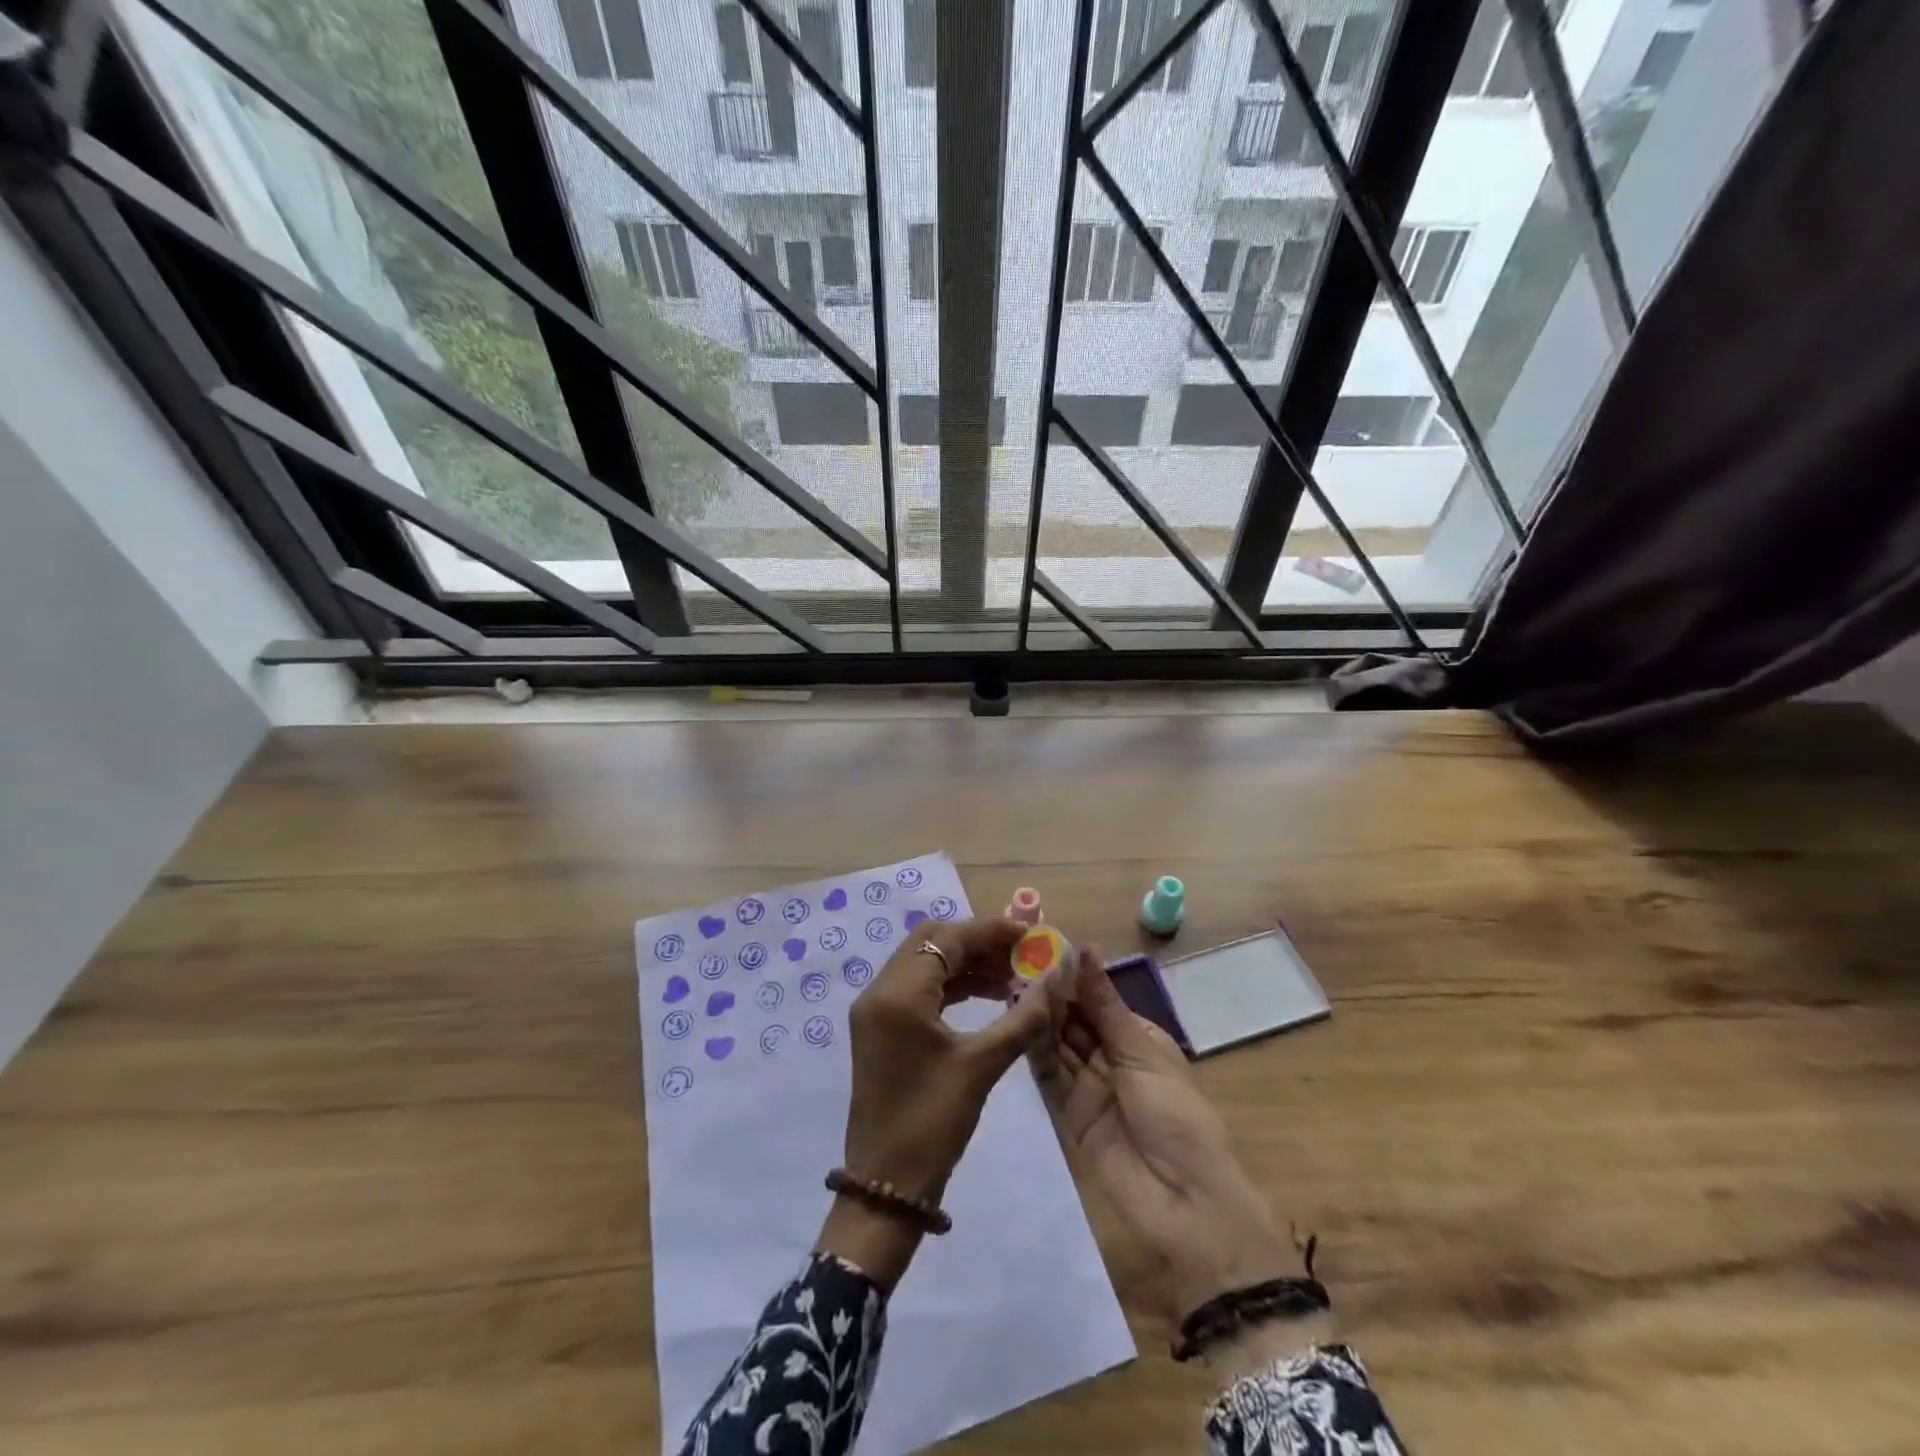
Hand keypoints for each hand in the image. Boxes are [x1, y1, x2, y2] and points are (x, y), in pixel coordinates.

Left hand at [815, 917, 1052, 1287]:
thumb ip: (1022, 1018)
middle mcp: (880, 990)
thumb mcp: (981, 1066)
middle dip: (978, 941)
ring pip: (925, 962)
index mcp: (898, 993)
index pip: (948, 938)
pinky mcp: (880, 1027)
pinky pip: (918, 987)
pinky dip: (952, 984)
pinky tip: (988, 996)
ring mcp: (876, 1009)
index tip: (1030, 934)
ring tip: (1012, 976)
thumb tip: (1056, 979)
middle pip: (932, 941)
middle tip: (1020, 953)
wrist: (885, 1187)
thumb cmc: (932, 1123)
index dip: (990, 930)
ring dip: (966, 963)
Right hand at [1030, 949, 1296, 1329]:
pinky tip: (1016, 1022)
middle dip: (1051, 995)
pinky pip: (1048, 1076)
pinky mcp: (1067, 1114)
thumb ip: (1103, 1003)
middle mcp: (1110, 1057)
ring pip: (1057, 1043)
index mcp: (1137, 1038)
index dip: (1072, 976)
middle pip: (1074, 1020)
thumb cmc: (1176, 1115)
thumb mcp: (1141, 1051)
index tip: (1041, 947)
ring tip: (1013, 986)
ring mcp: (1087, 1086)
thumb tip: (1085, 948)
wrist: (1184, 1204)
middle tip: (1018, 965)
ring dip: (1040, 1018)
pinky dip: (1034, 1050)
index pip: (1097, 999)